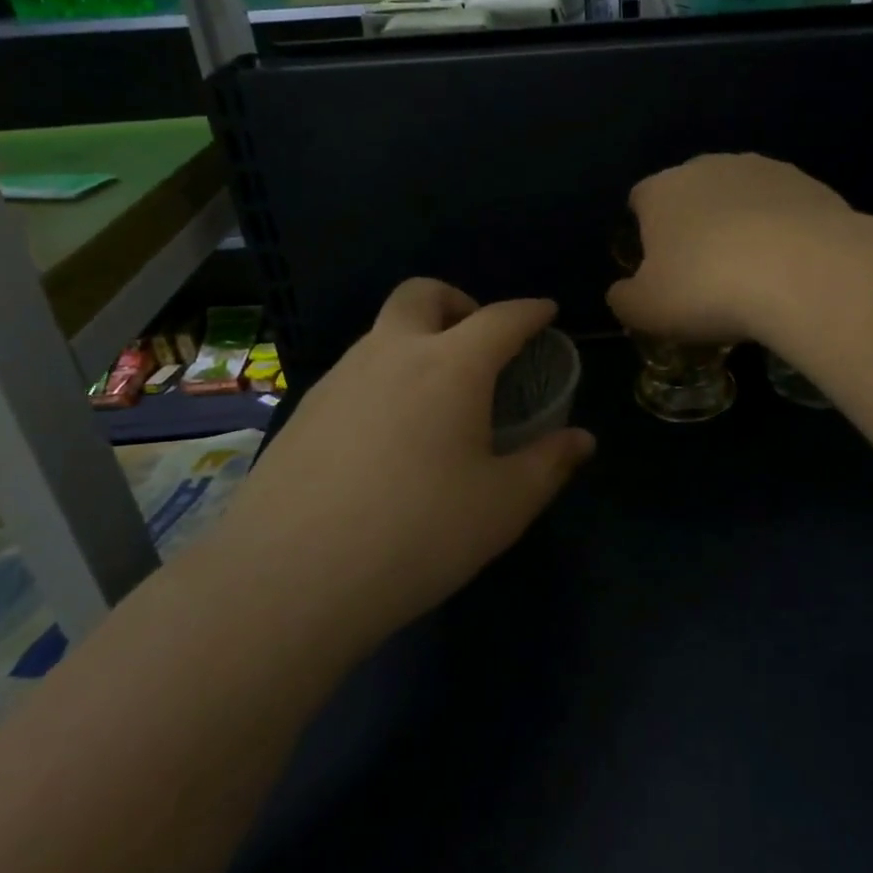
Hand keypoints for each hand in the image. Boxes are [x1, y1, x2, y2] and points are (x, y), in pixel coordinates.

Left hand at [235, 280, 594, 640]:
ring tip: (436, 397)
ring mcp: (340, 378)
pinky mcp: (303, 410)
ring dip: (417, 340)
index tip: (546, 312)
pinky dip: (384, 377)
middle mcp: (392, 353)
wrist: (289, 578)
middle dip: (459, 302)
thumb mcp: (502, 506)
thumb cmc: (417, 534)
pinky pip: (355, 371)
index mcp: (451, 366)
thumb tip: (582, 440)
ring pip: (383, 331)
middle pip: (424, 294)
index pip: (501, 318)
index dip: (530, 311)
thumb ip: (549, 463)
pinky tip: (387, 434)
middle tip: (479, 345)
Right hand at [608, 153, 854, 342]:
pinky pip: (783, 208)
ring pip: (740, 197)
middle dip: (695, 226)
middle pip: (691, 194)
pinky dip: (782, 231)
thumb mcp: (646, 310)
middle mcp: (708, 167)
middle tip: (706, 275)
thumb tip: (621, 291)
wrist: (804, 271)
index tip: (659, 268)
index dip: (645, 233)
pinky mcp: (809, 183)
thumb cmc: (707, 289)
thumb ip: (624, 298)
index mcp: (661, 190)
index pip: (640, 200)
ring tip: (754, 273)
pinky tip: (791, 266)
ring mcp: (762, 169)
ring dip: (741, 225)